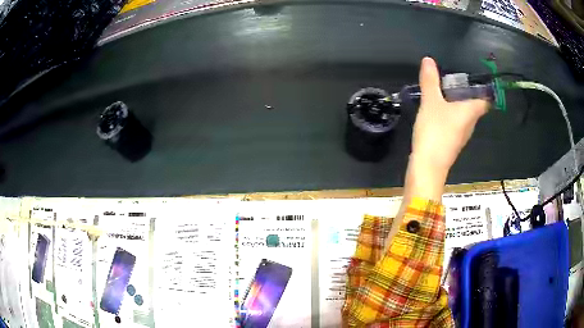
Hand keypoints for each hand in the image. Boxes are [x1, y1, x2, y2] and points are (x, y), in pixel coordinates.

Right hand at [412, 57, 488, 172]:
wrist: (428, 166)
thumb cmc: (435, 132)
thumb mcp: (431, 102)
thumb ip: (430, 81)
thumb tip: (429, 60)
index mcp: (471, 111)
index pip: (485, 100)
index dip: (484, 89)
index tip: (476, 78)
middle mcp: (470, 123)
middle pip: (474, 106)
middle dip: (466, 93)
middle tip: (454, 79)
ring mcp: (462, 134)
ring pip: (464, 115)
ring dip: (457, 104)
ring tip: (443, 92)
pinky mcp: (452, 142)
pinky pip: (455, 123)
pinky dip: (450, 115)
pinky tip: (438, 111)